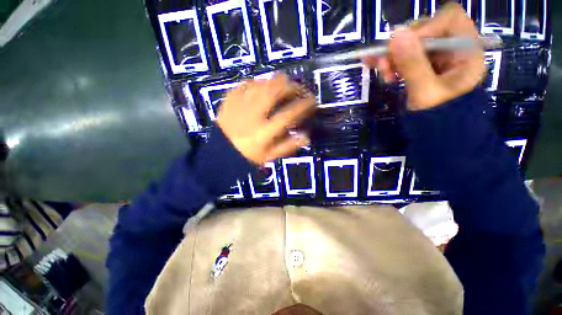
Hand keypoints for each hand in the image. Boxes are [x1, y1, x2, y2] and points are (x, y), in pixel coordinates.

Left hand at [217, 74, 314, 164]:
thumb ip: (288, 146)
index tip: (312, 101)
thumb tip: (306, 137)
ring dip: (275, 82)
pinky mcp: (229, 100)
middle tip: (298, 89)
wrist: (220, 153)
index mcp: (263, 132)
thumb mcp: (269, 156)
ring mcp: (239, 105)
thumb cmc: (247, 156)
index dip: (303, 105)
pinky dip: (257, 83)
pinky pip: (244, 84)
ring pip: (260, 84)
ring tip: (283, 85)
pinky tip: (262, 86)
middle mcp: (253, 115)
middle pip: (274, 91)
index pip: (288, 115)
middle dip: (291, 86)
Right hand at [364, 3, 485, 109]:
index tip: (402, 46)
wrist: (438, 135)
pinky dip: (392, 62)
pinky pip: (406, 56)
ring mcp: (438, 58)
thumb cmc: (438, 118)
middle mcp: (453, 50)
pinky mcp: (425, 66)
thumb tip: (396, 34)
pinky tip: (382, 71)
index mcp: (466, 52)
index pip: (449, 19)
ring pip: (412, 44)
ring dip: (393, 56)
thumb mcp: (425, 92)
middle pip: (426, 30)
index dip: (424, 27)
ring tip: (382, 72)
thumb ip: (412, 63)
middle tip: (383, 63)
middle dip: (401, 45)